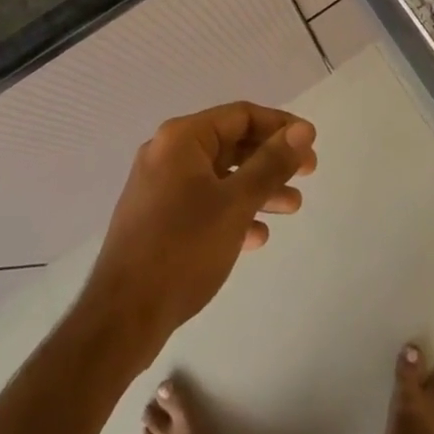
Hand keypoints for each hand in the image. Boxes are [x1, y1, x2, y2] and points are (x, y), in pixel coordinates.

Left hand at [84, 103, 316, 352]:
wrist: (121, 318)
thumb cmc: (183, 249)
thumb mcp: (235, 203)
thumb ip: (271, 164)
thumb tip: (303, 130)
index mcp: (183, 138)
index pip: (241, 115)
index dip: (280, 126)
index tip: (311, 143)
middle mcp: (168, 152)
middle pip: (230, 144)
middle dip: (270, 159)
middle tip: (307, 175)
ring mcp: (159, 186)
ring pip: (219, 176)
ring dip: (256, 188)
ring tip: (292, 207)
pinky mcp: (156, 218)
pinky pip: (203, 202)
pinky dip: (231, 211)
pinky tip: (256, 236)